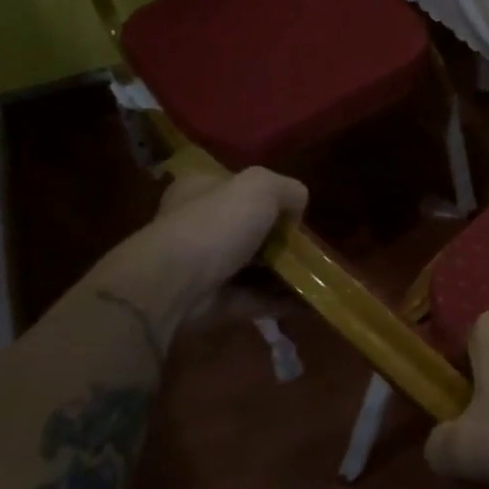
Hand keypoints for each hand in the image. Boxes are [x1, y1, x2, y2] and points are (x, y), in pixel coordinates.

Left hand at [101, 167, 306, 333]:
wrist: (173, 286)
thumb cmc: (214, 225)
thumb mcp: (261, 187)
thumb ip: (287, 189)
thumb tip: (296, 209)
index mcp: (200, 189)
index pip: (236, 187)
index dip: (268, 197)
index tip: (294, 213)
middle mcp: (197, 224)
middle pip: (247, 229)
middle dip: (278, 240)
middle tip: (308, 248)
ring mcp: (201, 265)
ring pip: (251, 266)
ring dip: (282, 273)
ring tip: (316, 276)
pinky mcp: (210, 301)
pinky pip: (252, 298)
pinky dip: (277, 301)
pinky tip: (306, 301)